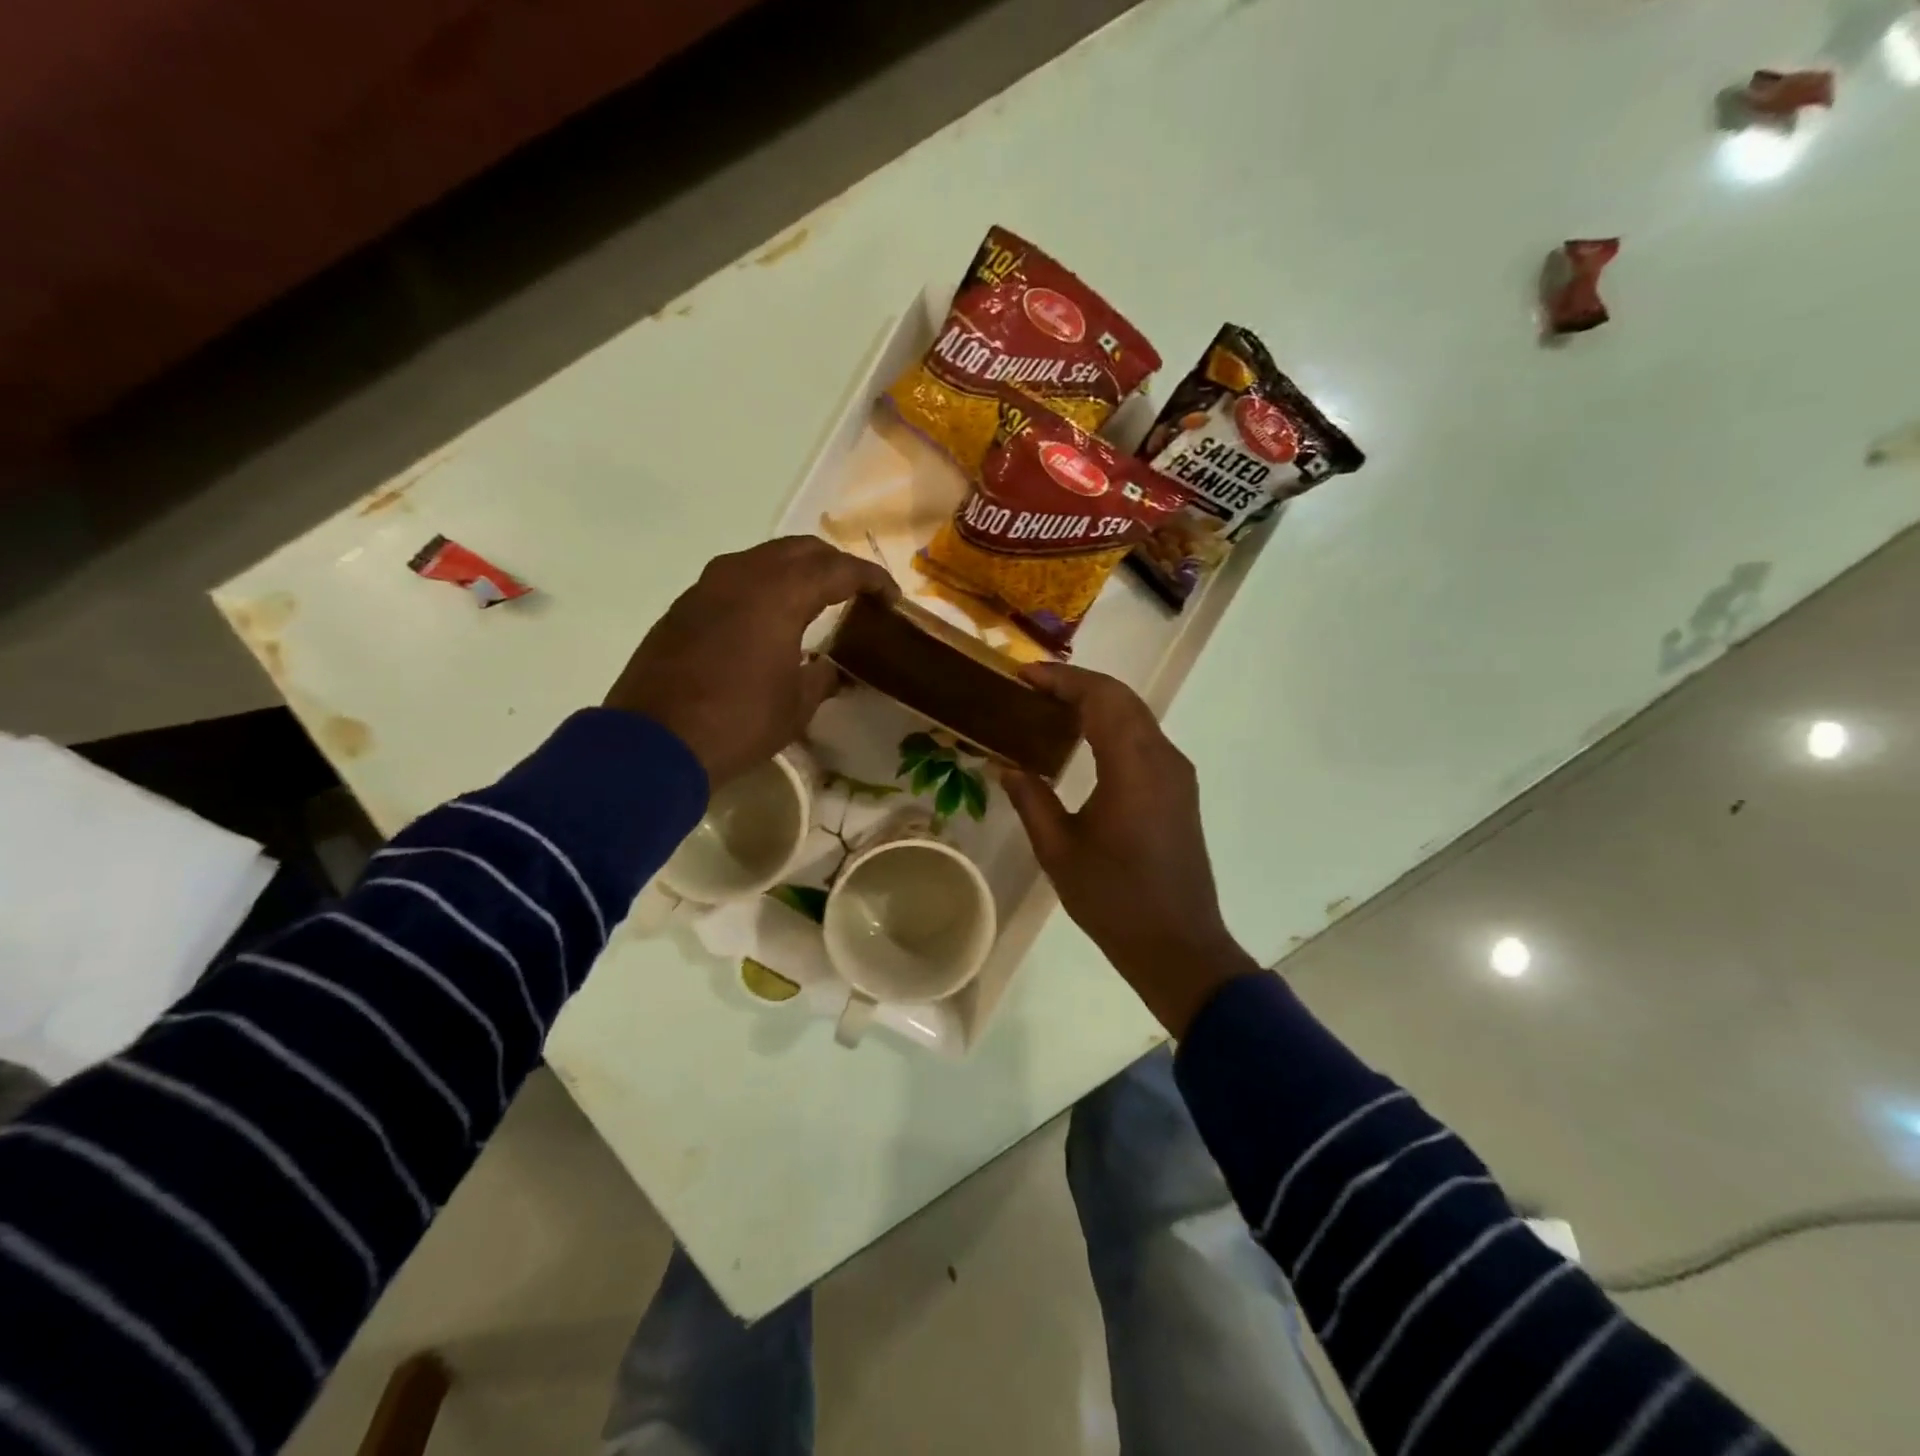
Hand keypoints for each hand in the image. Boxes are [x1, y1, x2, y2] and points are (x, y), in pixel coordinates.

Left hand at [606, 537, 896, 786]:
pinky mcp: (684, 605)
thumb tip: (829, 669)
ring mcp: (708, 586)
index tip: (891, 597)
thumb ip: (822, 677)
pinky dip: (763, 586)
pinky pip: (735, 578)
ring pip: (764, 557)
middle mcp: (744, 575)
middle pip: (800, 549)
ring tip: (815, 598)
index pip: (839, 569)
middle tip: (856, 591)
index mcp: (780, 593)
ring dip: (795, 570)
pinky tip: (769, 617)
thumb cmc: (739, 722)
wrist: (655, 742)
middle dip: (834, 564)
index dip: (872, 579)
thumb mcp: (797, 705)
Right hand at [1001, 663, 1259, 1035]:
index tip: (1024, 675)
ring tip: (1051, 707)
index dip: (1062, 679)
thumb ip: (1031, 799)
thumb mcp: (1059, 851)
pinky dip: (1112, 726)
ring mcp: (1176, 774)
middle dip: (1078, 684)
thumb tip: (1006, 765)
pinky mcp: (1179, 791)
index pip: (1100, 698)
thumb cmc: (1114, 899)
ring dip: (1097, 703)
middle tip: (1033, 687)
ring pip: (1137, 716)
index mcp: (1133, 767)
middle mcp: (1163, 758)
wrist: (1178, 945)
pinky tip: (1083, 741)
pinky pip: (1144, 739)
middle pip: (1122, 699)